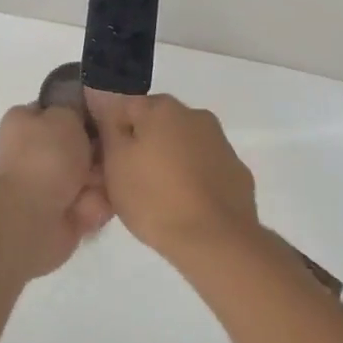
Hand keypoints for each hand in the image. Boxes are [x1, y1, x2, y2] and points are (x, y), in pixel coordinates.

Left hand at [0, 104, 111, 276]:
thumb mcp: (64, 115)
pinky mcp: (62, 214)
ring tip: (94, 186)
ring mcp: (48, 185)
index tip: (104, 117)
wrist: (30, 220)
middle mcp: (35, 152)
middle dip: (98, 152)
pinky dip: (94, 206)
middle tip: (104, 154)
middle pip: (82, 145)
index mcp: (26, 123)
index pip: (61, 110)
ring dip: (99, 180)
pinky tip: (88, 207)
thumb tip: (81, 111)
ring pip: (92, 175)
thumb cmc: (45, 158)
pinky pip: (93, 203)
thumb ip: (76, 107)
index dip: (84, 113)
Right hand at [84, 91, 258, 265]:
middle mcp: (195, 114)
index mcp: (162, 107)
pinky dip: (194, 178)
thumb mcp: (115, 163)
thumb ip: (109, 127)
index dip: (112, 133)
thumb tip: (105, 101)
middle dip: (143, 145)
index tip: (107, 161)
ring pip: (183, 145)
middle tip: (130, 180)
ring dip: (170, 160)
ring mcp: (220, 142)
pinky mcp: (237, 171)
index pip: (125, 107)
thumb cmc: (155, 198)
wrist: (216, 241)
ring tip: (158, 197)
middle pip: (157, 124)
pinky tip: (186, 205)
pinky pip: (205, 168)